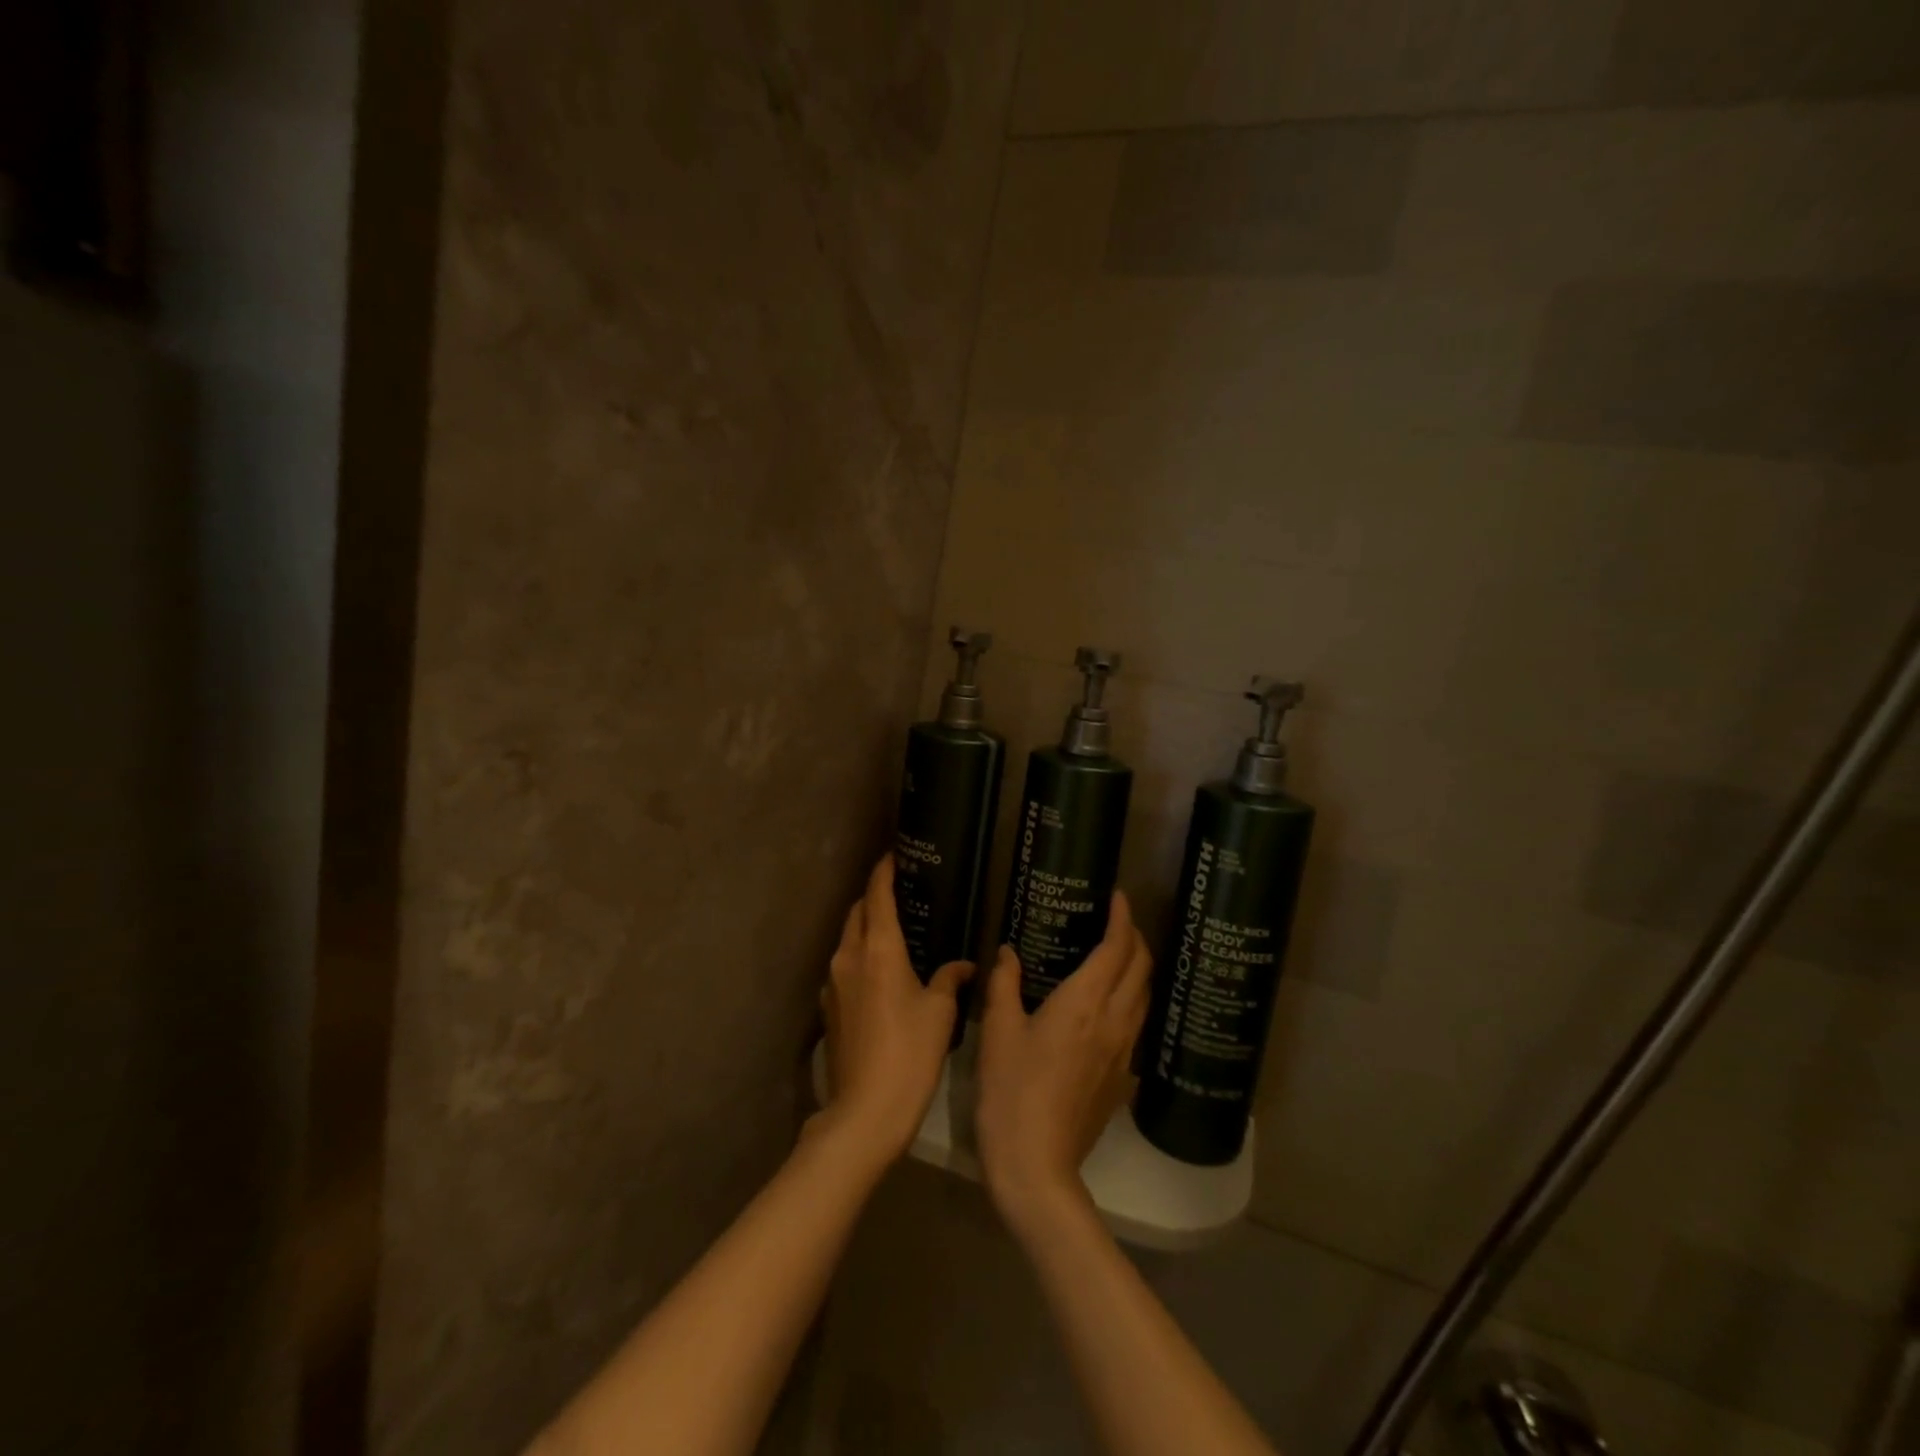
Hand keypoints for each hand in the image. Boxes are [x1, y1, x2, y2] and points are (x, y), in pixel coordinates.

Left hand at [817, 856, 971, 1163]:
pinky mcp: (828, 1008)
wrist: (865, 1112)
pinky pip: (844, 967)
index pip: (877, 895)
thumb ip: (949, 979)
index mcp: (878, 949)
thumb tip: (963, 965)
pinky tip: (880, 973)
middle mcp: (849, 956)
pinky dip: (860, 956)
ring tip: (893, 930)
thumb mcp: (939, 1013)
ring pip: (848, 939)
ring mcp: (833, 983)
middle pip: (857, 912)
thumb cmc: (910, 1054)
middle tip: (900, 891)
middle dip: (874, 897)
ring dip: (866, 927)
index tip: (894, 855)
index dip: (884, 871)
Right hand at [976, 892, 1151, 1237]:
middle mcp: (1113, 1021)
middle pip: (1141, 969)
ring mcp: (1122, 1052)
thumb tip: (1008, 952)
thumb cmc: (1010, 1090)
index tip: (1118, 897)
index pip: (1116, 949)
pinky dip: (1132, 999)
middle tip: (1117, 921)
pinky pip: (1137, 1024)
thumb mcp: (998, 1031)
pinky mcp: (1121, 1078)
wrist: (1036, 1165)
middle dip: (1136, 938)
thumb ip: (1004, 984)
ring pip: (1145, 997)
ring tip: (1118, 955)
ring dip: (1138, 968)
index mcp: (1084, 1003)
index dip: (1122, 918)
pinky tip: (1110, 1004)